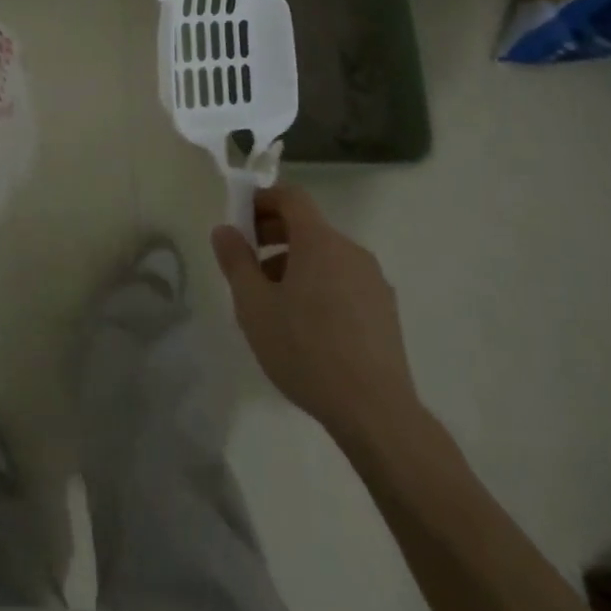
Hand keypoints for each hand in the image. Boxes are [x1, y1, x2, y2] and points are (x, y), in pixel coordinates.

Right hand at [211, 185, 422, 452]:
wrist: (376, 413)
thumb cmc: (306, 350)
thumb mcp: (253, 305)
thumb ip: (236, 261)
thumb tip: (225, 229)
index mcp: (319, 241)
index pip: (291, 197)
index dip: (262, 199)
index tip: (240, 220)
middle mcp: (350, 251)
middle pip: (308, 225)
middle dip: (274, 234)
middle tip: (247, 261)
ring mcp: (373, 281)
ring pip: (326, 255)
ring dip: (295, 263)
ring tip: (273, 300)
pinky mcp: (385, 311)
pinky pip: (344, 280)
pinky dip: (320, 284)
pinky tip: (306, 325)